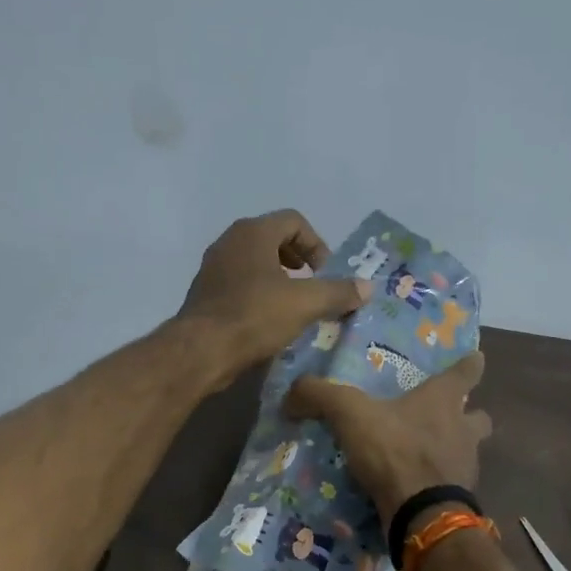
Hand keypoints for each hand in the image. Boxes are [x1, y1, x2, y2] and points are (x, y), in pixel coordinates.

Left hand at [176, 210, 369, 380]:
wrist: (202, 350)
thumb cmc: (255, 316)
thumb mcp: (305, 304)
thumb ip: (338, 292)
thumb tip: (368, 287)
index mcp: (253, 232)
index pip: (294, 221)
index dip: (317, 244)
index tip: (325, 273)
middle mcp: (230, 241)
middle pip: (273, 238)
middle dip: (298, 260)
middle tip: (312, 285)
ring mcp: (213, 267)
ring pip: (254, 262)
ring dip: (278, 278)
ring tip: (293, 305)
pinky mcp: (205, 293)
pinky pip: (239, 283)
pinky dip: (258, 294)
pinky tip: (268, 321)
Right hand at [285, 350, 492, 523]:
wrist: (421, 513)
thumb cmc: (395, 451)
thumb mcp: (350, 414)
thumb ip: (320, 396)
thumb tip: (292, 393)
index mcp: (443, 401)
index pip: (467, 372)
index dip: (470, 364)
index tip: (476, 358)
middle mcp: (463, 431)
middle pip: (478, 417)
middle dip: (469, 416)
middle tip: (448, 418)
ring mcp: (466, 467)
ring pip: (468, 453)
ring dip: (453, 452)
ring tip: (426, 457)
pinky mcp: (459, 499)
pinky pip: (452, 486)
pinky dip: (438, 485)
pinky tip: (416, 490)